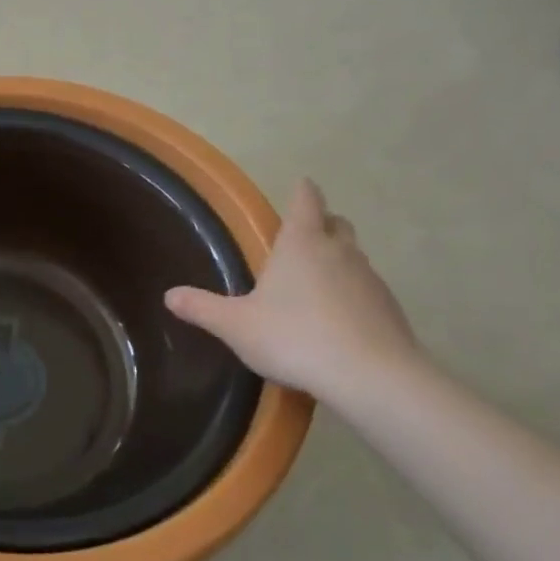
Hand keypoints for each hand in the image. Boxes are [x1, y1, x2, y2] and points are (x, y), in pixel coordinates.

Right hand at [165, 178, 420, 403]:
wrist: (369, 375)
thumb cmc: (294, 337)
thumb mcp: (236, 326)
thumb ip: (202, 308)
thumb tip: (169, 295)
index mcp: (301, 243)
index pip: (306, 200)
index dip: (302, 191)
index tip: (300, 185)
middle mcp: (339, 251)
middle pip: (336, 223)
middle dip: (322, 223)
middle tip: (303, 237)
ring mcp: (370, 278)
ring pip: (354, 256)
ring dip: (338, 261)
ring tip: (315, 284)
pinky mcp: (390, 308)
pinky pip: (367, 290)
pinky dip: (352, 295)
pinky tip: (338, 321)